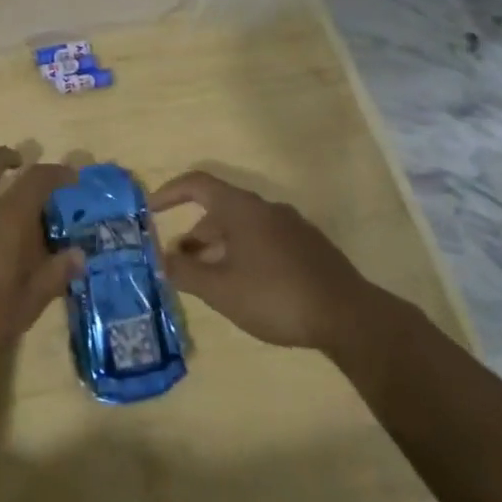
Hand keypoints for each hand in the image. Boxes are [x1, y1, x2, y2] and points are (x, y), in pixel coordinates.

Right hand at [152, 171, 376, 354]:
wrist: (350, 317)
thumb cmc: (276, 295)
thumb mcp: (220, 288)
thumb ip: (184, 272)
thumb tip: (160, 259)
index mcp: (242, 208)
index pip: (197, 184)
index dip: (170, 192)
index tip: (150, 209)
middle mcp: (266, 209)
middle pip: (219, 210)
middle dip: (194, 235)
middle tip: (178, 263)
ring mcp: (292, 227)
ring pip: (243, 229)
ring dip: (218, 248)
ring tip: (208, 281)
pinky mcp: (309, 248)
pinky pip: (264, 241)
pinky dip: (243, 255)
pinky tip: (245, 288)